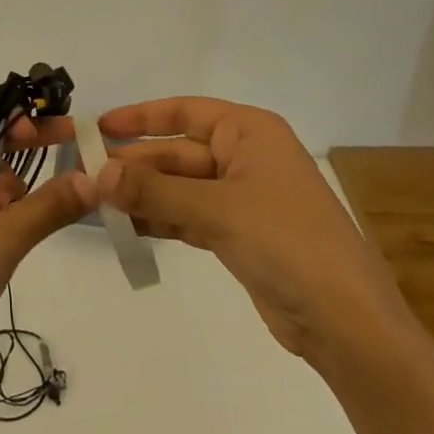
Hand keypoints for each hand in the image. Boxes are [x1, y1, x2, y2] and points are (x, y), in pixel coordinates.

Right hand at [95, 97, 413, 366]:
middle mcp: (246, 157)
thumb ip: (154, 189)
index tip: (99, 128)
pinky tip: (127, 227)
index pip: (185, 111)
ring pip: (181, 187)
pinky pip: (189, 216)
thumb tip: (97, 173)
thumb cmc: (286, 242)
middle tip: (87, 177)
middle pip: (178, 153)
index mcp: (250, 132)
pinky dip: (161, 220)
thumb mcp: (216, 209)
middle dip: (136, 166)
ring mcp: (243, 197)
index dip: (141, 117)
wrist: (346, 322)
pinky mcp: (239, 234)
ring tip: (97, 204)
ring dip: (143, 195)